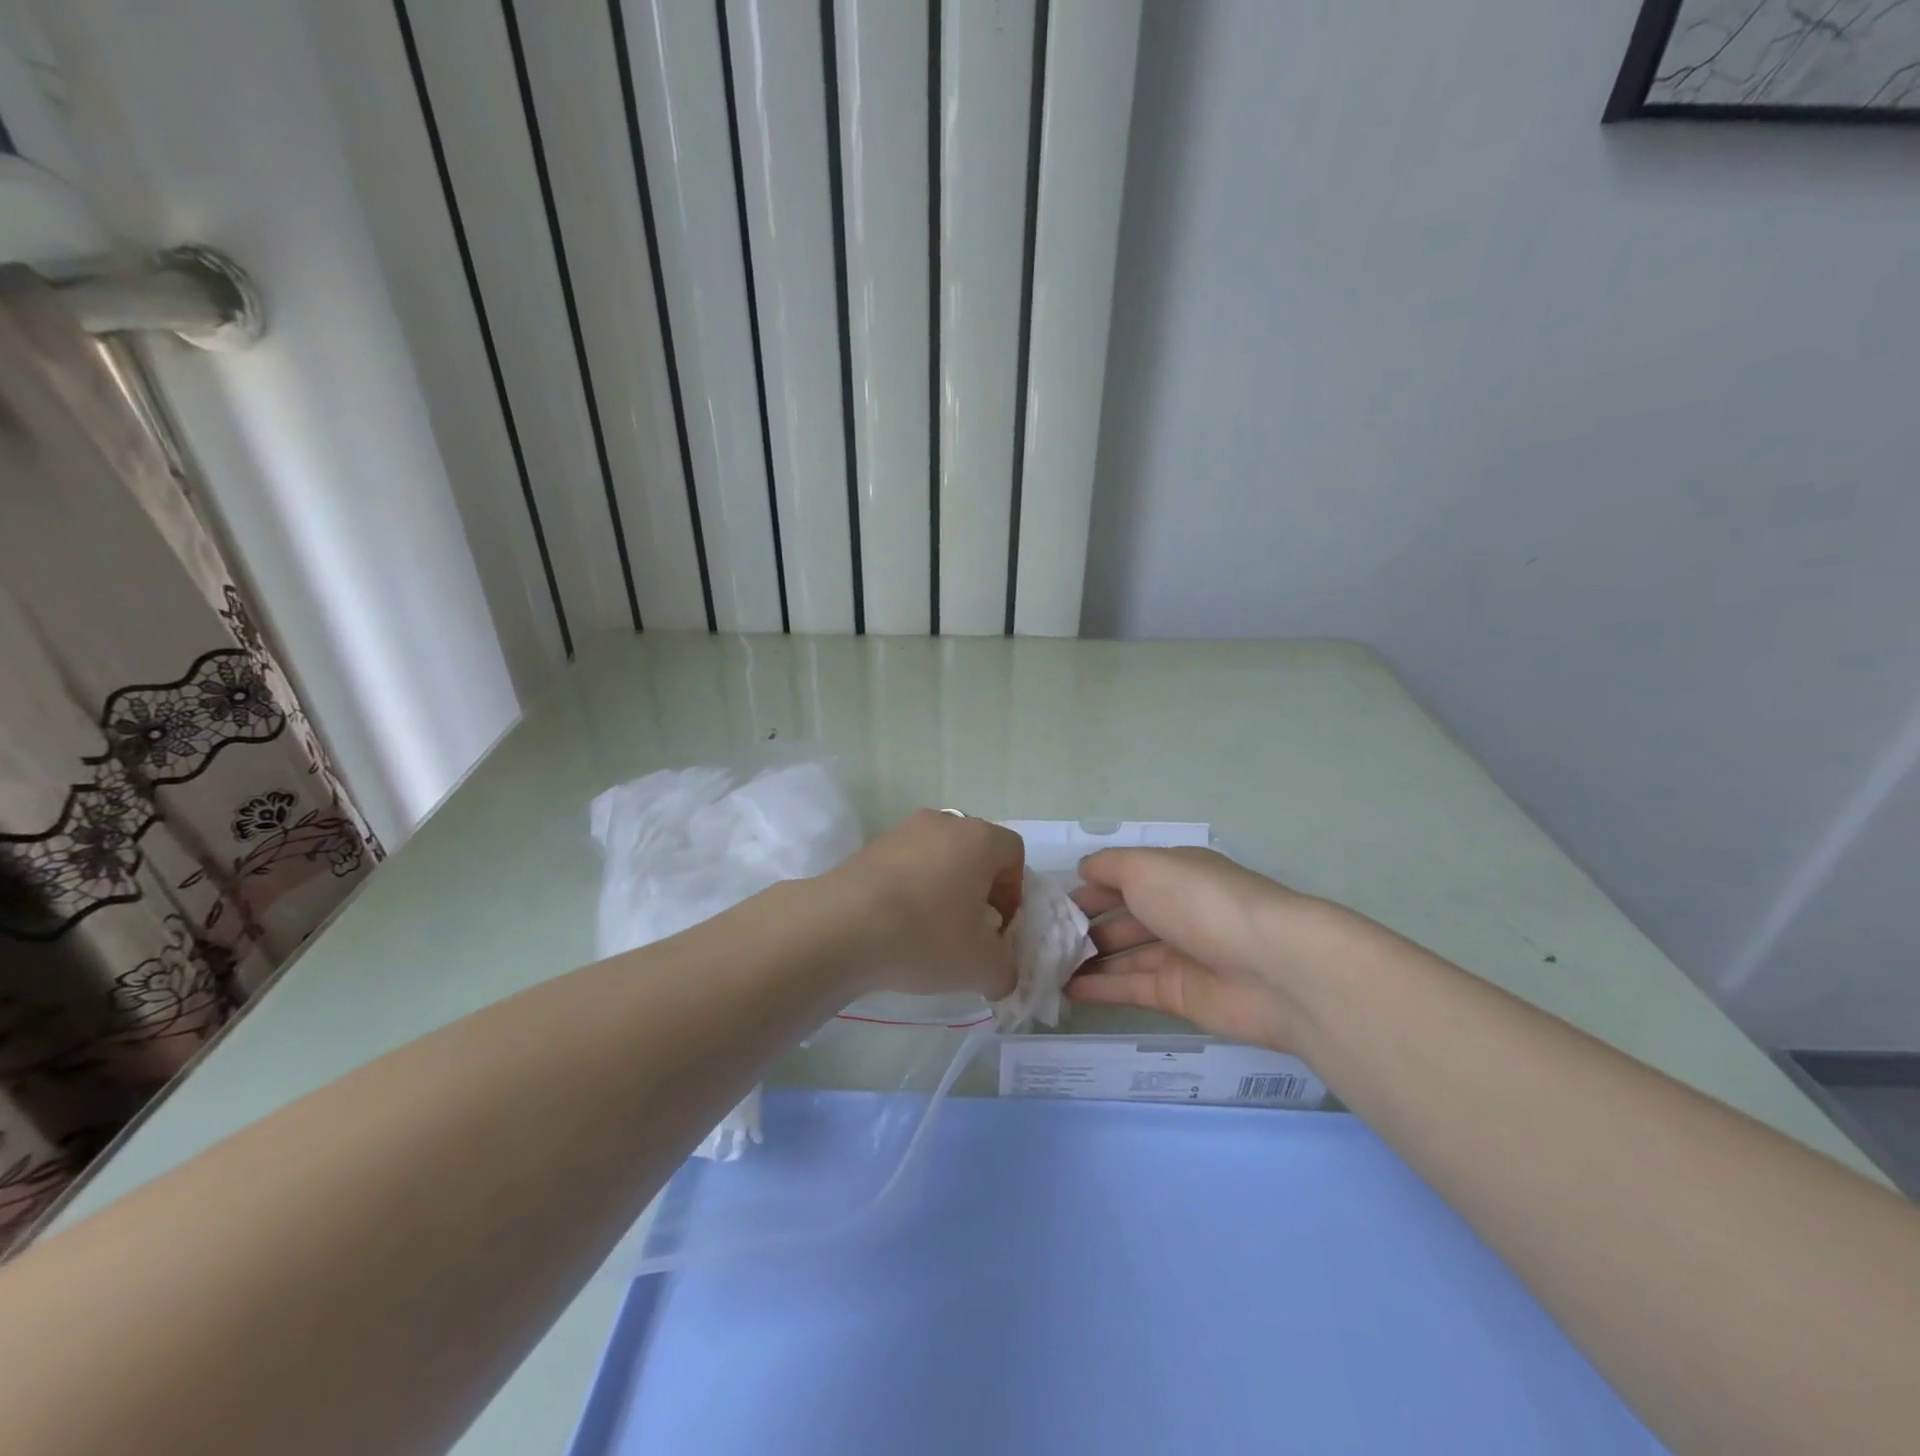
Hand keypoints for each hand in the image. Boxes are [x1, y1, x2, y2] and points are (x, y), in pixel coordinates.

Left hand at [823, 809, 1025, 1000]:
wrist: (842, 926)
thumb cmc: (926, 935)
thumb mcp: (981, 966)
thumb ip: (1005, 969)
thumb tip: (1000, 973)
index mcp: (979, 838)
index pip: (1013, 854)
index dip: (1014, 893)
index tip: (999, 928)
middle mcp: (943, 823)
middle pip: (975, 854)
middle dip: (978, 892)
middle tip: (968, 932)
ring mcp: (903, 831)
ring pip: (938, 858)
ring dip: (942, 891)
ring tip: (929, 932)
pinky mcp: (870, 847)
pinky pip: (905, 866)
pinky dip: (910, 891)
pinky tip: (898, 927)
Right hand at [1066, 847, 1353, 1052]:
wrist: (1273, 969)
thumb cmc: (1202, 903)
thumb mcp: (1146, 867)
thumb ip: (1109, 866)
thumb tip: (1084, 870)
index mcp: (1172, 873)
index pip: (1121, 875)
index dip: (1086, 885)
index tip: (1048, 901)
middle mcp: (1175, 909)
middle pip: (1121, 914)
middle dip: (1081, 923)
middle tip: (1038, 938)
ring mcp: (1178, 953)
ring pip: (1122, 953)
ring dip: (1086, 957)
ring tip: (1042, 965)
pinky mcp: (1179, 994)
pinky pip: (1130, 987)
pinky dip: (1099, 987)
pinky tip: (1065, 989)